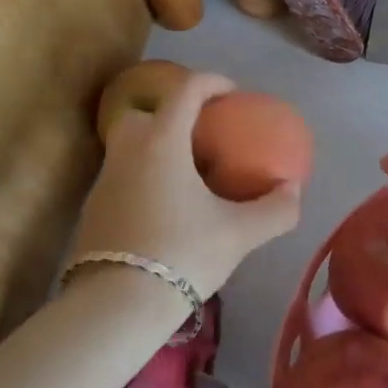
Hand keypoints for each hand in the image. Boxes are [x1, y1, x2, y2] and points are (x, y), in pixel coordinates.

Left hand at [71, 71, 301, 299]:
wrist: (116, 305)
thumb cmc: (183, 254)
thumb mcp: (240, 234)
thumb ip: (275, 208)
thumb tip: (293, 189)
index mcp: (163, 142)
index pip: (185, 90)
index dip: (211, 82)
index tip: (232, 93)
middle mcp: (128, 150)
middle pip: (146, 111)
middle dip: (173, 112)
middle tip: (202, 133)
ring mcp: (105, 179)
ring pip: (130, 144)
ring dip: (157, 144)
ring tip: (187, 171)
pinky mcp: (94, 207)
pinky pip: (122, 173)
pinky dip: (144, 173)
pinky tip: (165, 205)